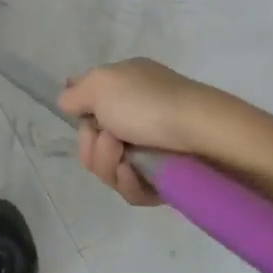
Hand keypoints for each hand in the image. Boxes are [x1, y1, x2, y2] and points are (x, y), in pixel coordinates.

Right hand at [58, 59, 249, 207]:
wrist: (204, 135)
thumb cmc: (149, 102)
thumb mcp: (100, 83)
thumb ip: (74, 94)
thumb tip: (69, 103)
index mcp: (122, 87)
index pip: (87, 102)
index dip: (80, 116)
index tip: (84, 120)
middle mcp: (132, 116)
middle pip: (90, 142)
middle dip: (91, 145)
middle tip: (110, 140)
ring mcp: (147, 149)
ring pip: (106, 169)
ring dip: (107, 165)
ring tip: (125, 159)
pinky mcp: (161, 179)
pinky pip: (130, 189)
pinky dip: (128, 183)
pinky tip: (136, 175)